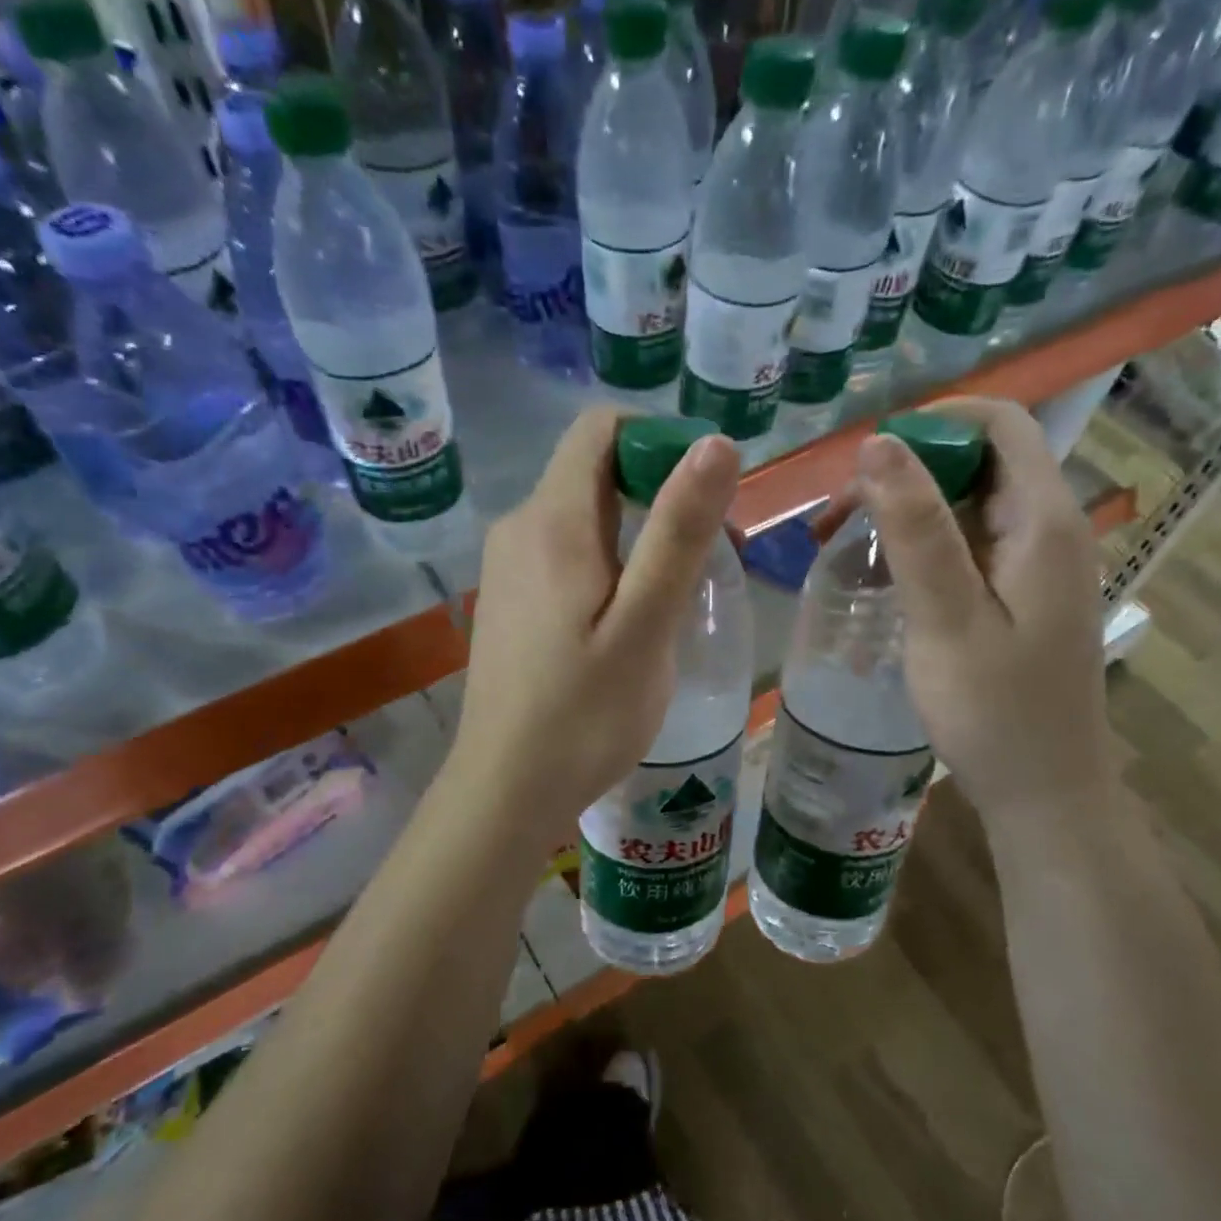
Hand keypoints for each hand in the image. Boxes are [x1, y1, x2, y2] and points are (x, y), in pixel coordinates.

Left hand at [448, 406, 739, 849]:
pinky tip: (629, 622)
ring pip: (583, 517)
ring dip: (638, 536)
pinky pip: (565, 555)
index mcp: (552, 521)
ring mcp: (508, 567)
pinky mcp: (509, 600)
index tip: (706, 496)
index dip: (660, 442)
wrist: (506, 790)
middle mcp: (520, 528)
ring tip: (676, 599)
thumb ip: (678, 532)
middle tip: (709, 559)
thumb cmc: (584, 714)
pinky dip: (608, 565)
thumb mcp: (646, 624)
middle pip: (595, 473)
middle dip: (659, 496)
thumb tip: (714, 443)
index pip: (601, 429)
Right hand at [849, 397, 1113, 825]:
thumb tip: (879, 443)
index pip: (998, 423)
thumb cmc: (994, 712)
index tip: (863, 460)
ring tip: (841, 547)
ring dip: (906, 515)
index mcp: (1044, 521)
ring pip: (968, 507)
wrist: (1042, 791)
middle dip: (903, 475)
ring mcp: (1037, 565)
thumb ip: (917, 530)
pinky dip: (922, 550)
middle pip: (978, 463)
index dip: (931, 423)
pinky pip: (969, 548)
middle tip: (834, 519)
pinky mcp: (1021, 596)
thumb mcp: (946, 619)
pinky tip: (880, 581)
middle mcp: (1050, 529)